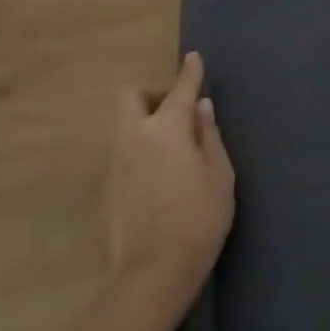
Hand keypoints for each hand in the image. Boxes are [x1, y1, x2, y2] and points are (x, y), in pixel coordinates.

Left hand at [107, 52, 234, 314]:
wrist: (154, 272)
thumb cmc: (199, 217)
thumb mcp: (220, 174)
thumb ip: (209, 135)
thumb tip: (201, 108)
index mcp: (166, 130)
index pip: (179, 90)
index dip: (190, 72)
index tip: (194, 58)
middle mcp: (134, 138)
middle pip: (132, 98)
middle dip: (154, 94)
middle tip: (180, 110)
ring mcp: (117, 163)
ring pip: (125, 124)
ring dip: (147, 121)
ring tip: (175, 144)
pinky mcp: (110, 188)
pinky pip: (125, 151)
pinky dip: (142, 147)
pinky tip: (163, 172)